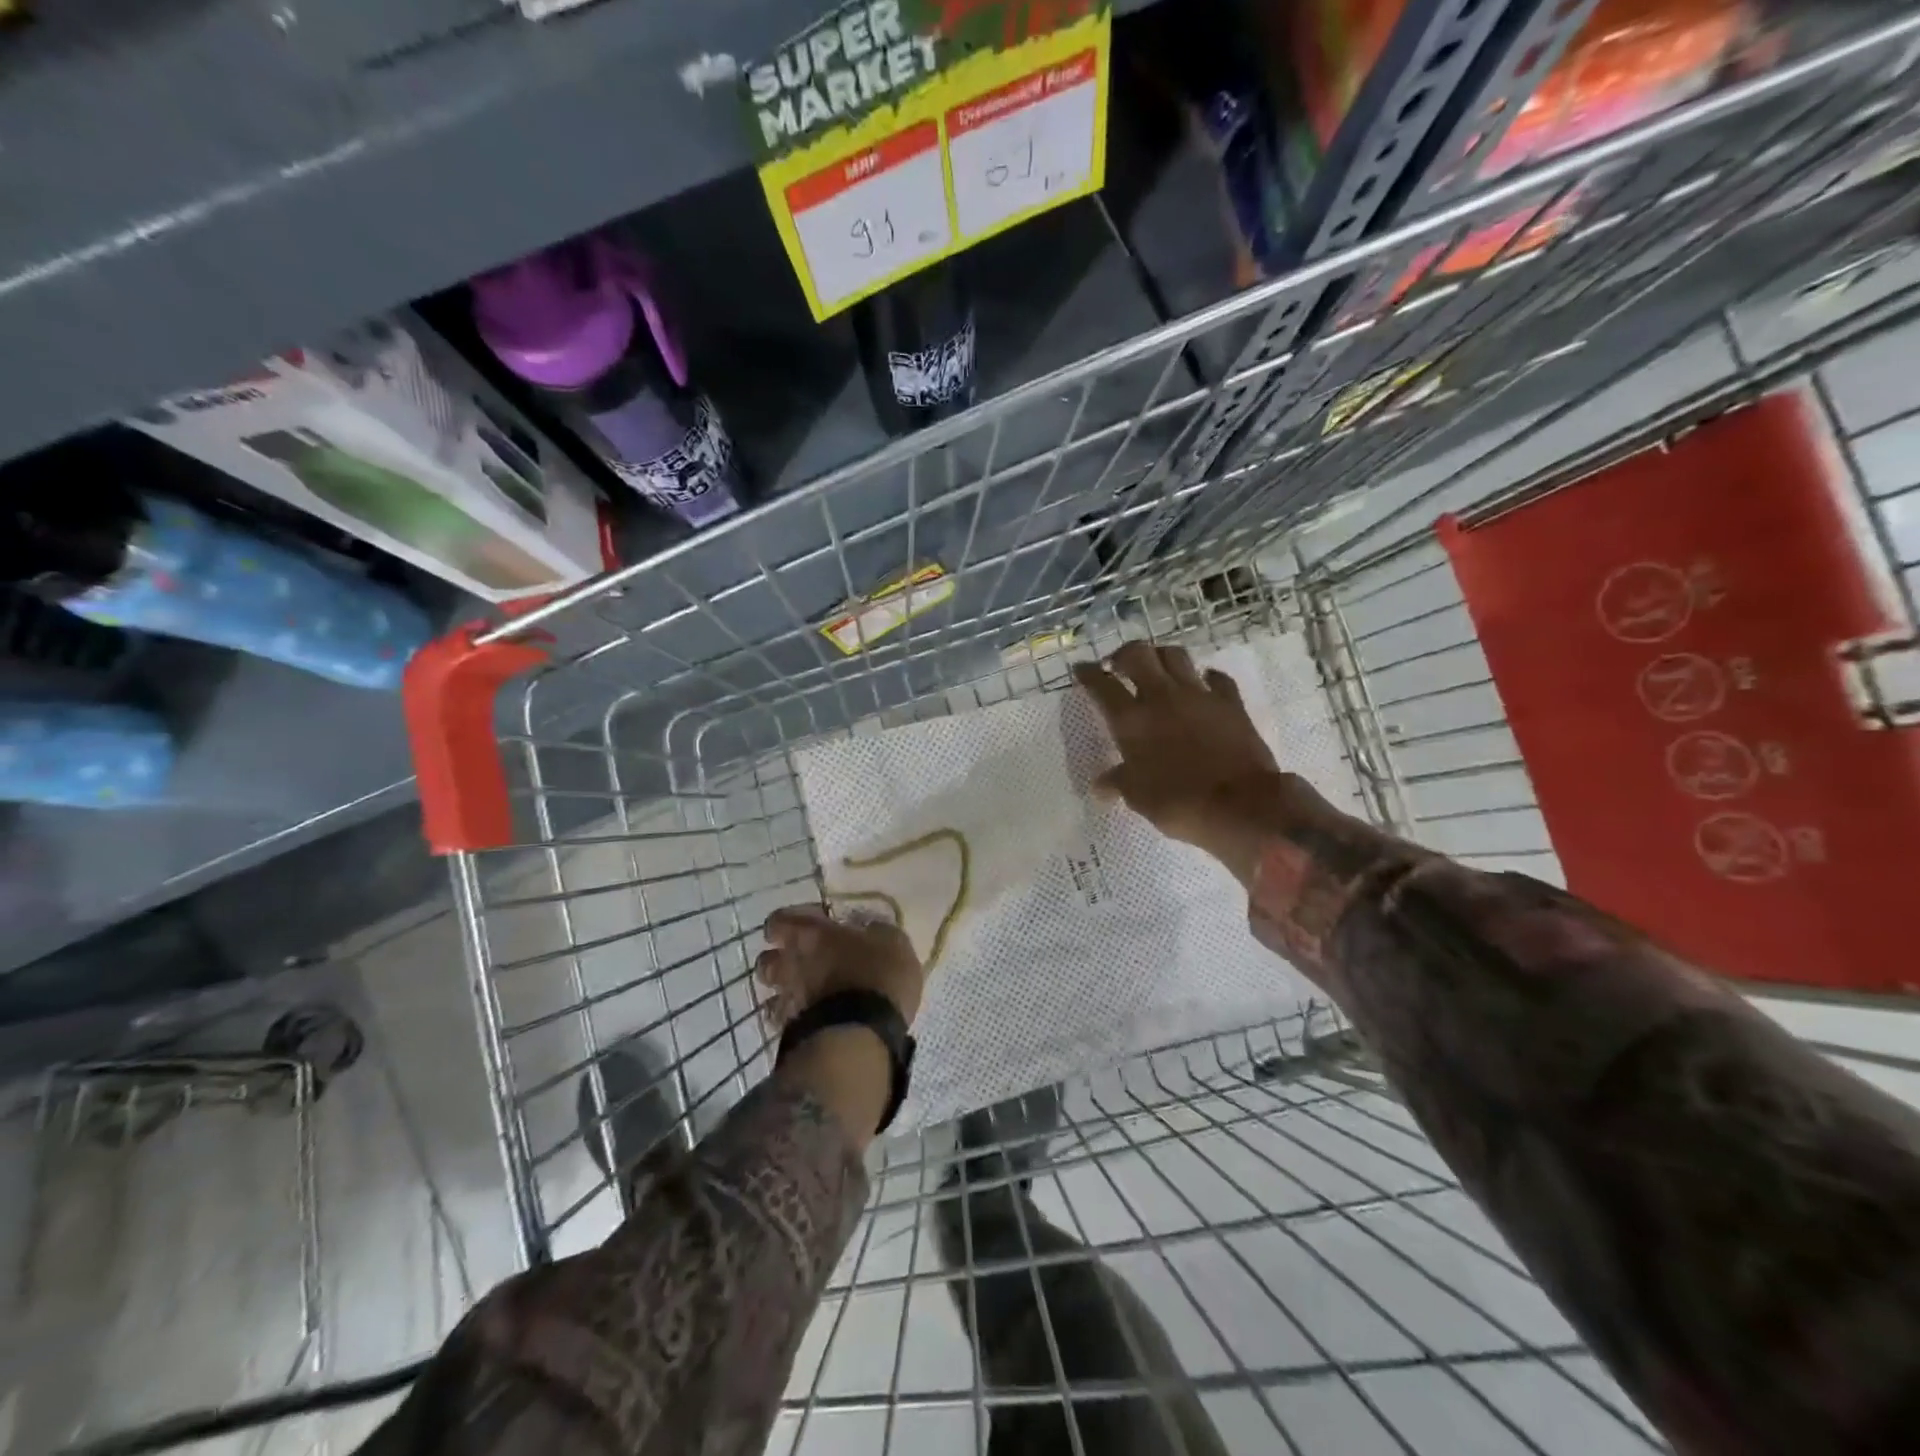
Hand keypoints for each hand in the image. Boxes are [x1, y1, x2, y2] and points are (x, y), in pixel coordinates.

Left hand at [756, 904, 926, 1030]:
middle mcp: (793, 963)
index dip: (786, 924)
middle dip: (779, 960)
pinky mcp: (791, 1032)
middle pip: (766, 960)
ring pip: (771, 992)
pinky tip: (811, 1021)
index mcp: (814, 934)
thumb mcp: (894, 943)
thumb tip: (870, 931)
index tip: (802, 927)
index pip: (780, 921)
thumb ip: (876, 933)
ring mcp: (788, 999)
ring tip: (804, 995)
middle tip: (801, 963)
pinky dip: (793, 1019)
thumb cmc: (878, 977)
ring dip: (784, 991)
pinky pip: (784, 1021)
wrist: (860, 1034)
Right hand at [1073, 642, 1324, 881]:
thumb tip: (1099, 787)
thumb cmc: (1178, 803)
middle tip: (1119, 665)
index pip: (1102, 685)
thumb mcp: (1138, 797)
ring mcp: (1198, 695)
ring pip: (1175, 655)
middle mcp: (1161, 697)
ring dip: (1161, 656)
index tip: (1082, 668)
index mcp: (1131, 720)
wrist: (1240, 805)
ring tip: (1157, 669)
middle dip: (1124, 654)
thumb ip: (1118, 783)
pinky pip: (1217, 678)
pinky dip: (1206, 677)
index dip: (1088, 673)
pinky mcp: (1230, 702)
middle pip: (1138, 653)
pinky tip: (1203, 684)